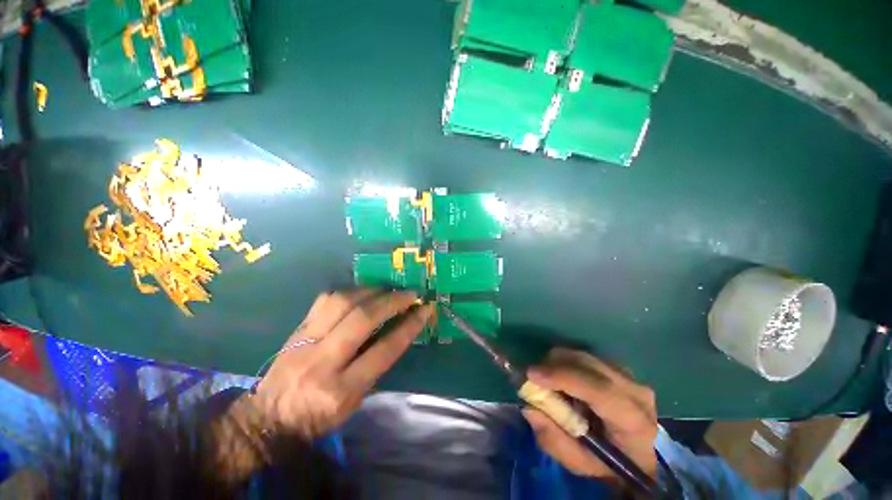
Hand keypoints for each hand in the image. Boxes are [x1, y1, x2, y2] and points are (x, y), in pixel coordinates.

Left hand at [252, 289, 433, 437]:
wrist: (268, 419)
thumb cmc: (318, 417)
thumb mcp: (354, 402)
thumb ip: (376, 366)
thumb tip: (398, 331)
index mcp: (341, 388)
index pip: (384, 350)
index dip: (409, 326)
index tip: (424, 310)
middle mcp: (323, 361)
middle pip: (363, 318)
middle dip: (392, 301)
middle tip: (409, 294)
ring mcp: (306, 341)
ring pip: (342, 302)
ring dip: (371, 291)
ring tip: (386, 290)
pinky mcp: (297, 329)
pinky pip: (325, 300)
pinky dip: (348, 291)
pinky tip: (360, 292)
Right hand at [522, 348, 657, 485]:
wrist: (636, 457)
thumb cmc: (607, 464)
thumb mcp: (578, 463)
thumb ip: (553, 439)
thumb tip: (529, 407)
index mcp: (633, 422)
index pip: (599, 390)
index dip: (563, 377)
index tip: (532, 374)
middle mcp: (636, 392)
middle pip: (588, 364)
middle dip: (554, 365)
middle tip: (534, 377)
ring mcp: (630, 376)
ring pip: (585, 355)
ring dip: (559, 363)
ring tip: (549, 381)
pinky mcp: (620, 368)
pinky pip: (586, 355)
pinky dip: (568, 362)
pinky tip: (564, 378)